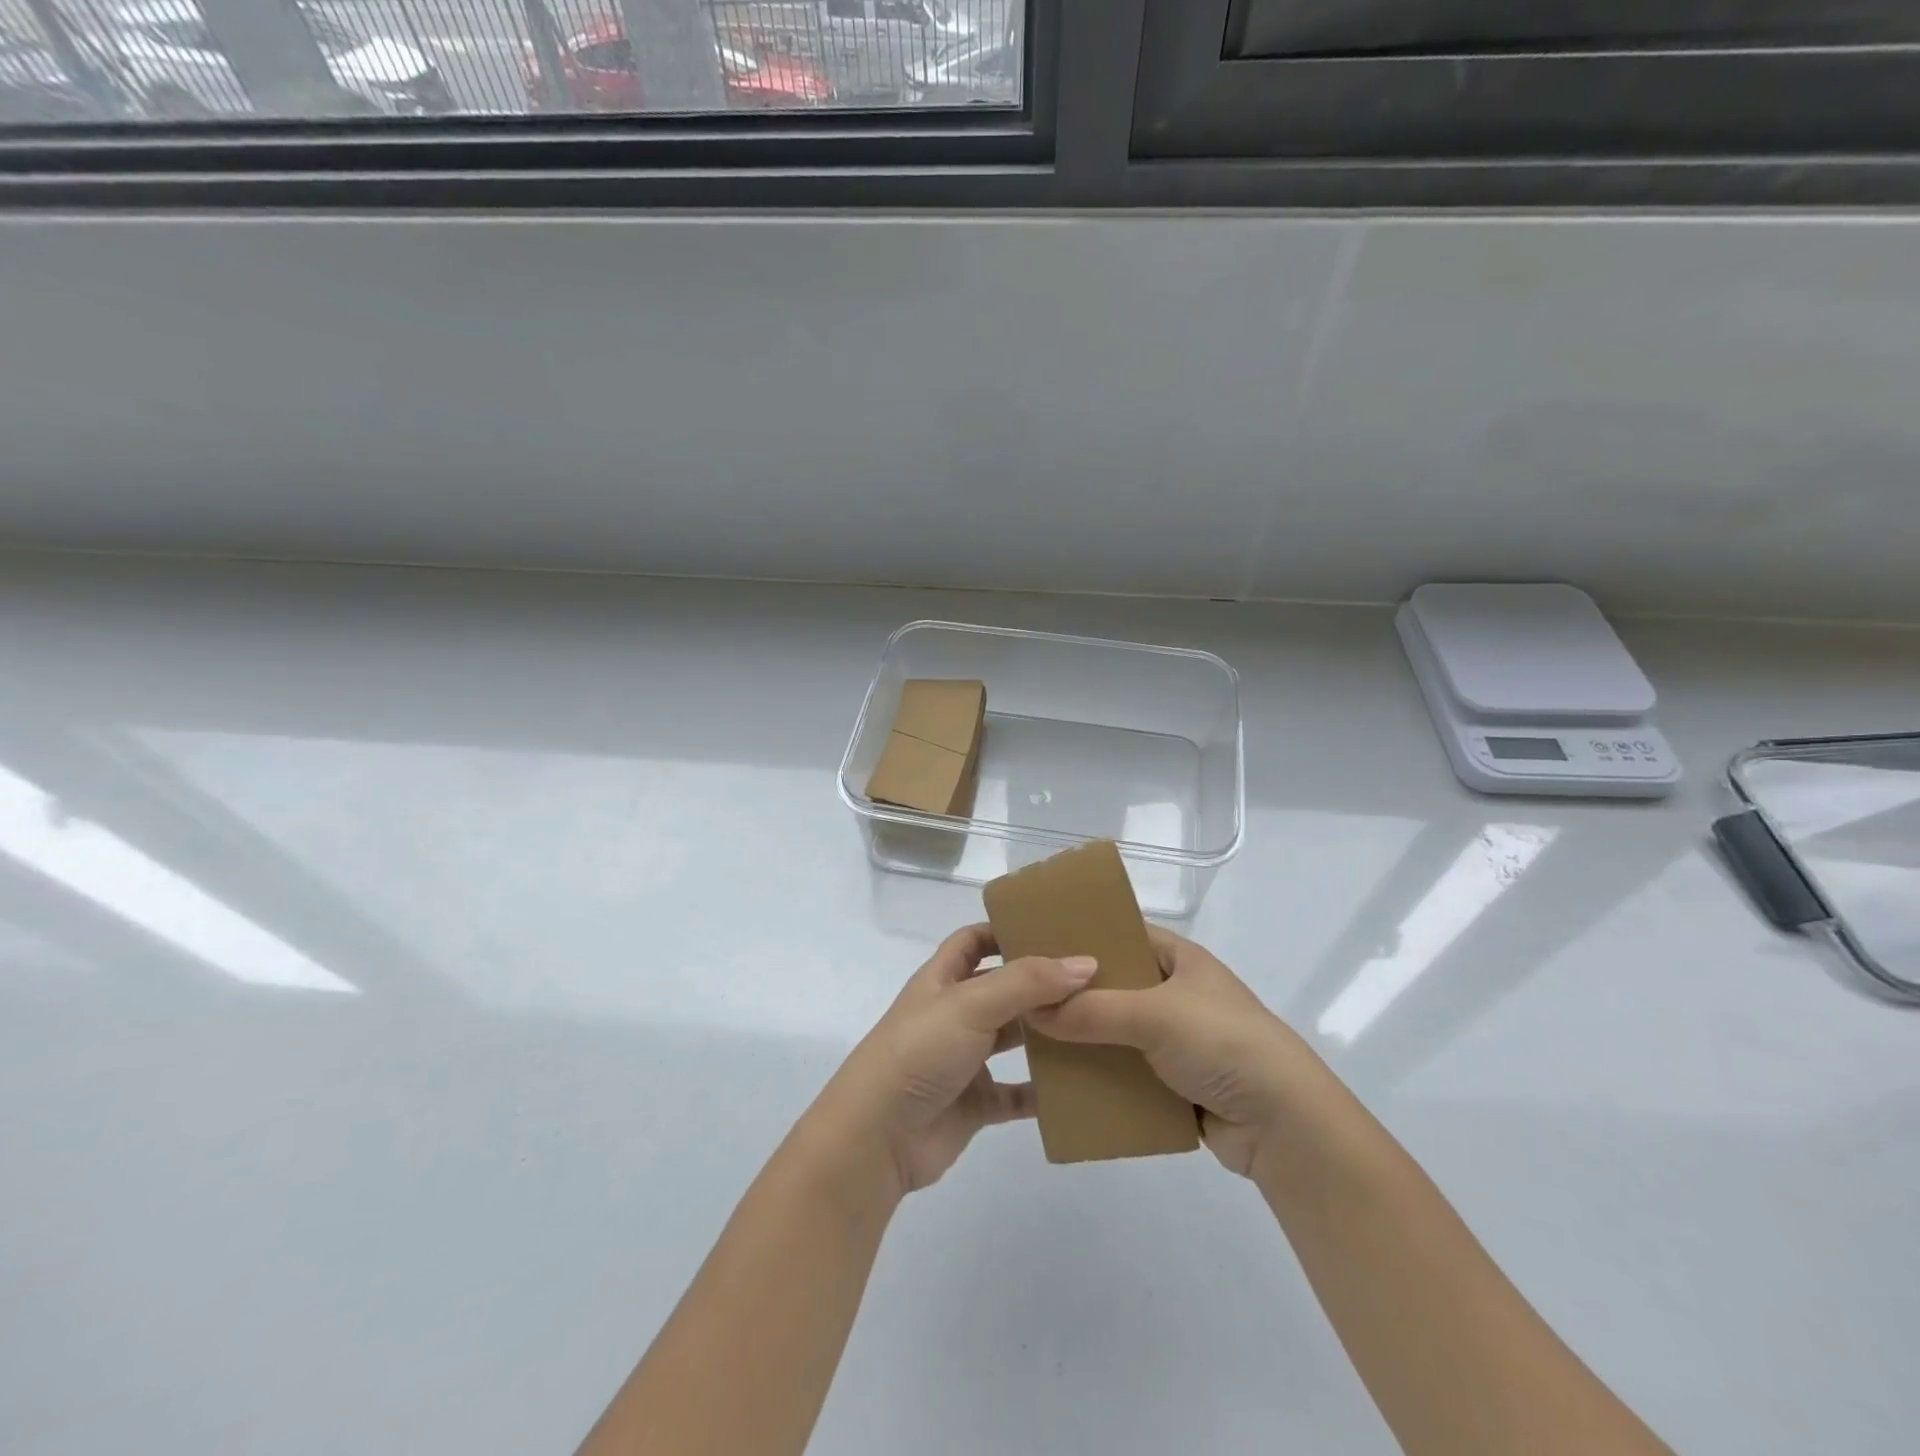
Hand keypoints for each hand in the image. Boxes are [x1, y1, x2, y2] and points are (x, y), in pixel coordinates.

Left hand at [812, 924, 1098, 1199]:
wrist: (878, 1137)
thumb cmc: (919, 1051)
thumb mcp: (971, 1003)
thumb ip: (1027, 982)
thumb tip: (1086, 963)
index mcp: (943, 979)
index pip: (974, 940)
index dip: (1006, 930)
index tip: (1053, 927)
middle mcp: (954, 1013)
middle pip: (1003, 988)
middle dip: (1041, 982)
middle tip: (1094, 977)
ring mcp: (964, 1059)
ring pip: (1014, 1039)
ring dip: (1048, 1034)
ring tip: (1097, 1025)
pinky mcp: (975, 1103)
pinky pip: (1017, 1094)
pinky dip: (1043, 1091)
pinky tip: (1079, 1086)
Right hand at [1025, 927, 1324, 1181]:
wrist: (1285, 1125)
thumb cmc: (1224, 1043)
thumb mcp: (1156, 1015)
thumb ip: (1092, 1010)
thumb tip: (1031, 1010)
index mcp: (1179, 959)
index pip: (1122, 933)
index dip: (1082, 936)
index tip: (1036, 944)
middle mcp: (1177, 992)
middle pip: (1114, 985)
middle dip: (1074, 994)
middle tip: (1022, 996)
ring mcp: (1178, 1039)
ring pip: (1117, 1031)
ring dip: (1084, 1038)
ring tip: (1033, 1040)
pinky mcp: (1177, 1082)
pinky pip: (1127, 1071)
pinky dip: (1101, 1076)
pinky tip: (1064, 1081)